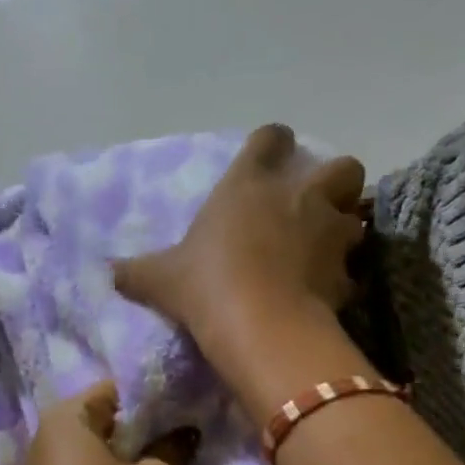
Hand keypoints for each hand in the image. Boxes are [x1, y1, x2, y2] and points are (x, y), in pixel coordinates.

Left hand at [8, 381, 197, 464]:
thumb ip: (174, 449)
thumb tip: (187, 431)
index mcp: (67, 417)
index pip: (117, 388)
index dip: (155, 399)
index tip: (186, 415)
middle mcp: (47, 435)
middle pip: (106, 420)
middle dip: (144, 431)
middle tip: (183, 444)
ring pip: (97, 451)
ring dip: (129, 460)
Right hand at [112, 124, 365, 375]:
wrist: (258, 325)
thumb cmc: (206, 286)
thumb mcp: (160, 279)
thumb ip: (136, 272)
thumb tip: (108, 273)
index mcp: (249, 184)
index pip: (272, 138)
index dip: (273, 143)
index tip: (269, 156)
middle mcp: (298, 198)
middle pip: (343, 167)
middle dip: (335, 182)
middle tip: (314, 206)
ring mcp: (328, 234)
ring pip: (356, 216)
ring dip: (344, 229)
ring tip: (325, 250)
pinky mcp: (344, 273)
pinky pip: (350, 270)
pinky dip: (341, 278)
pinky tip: (326, 294)